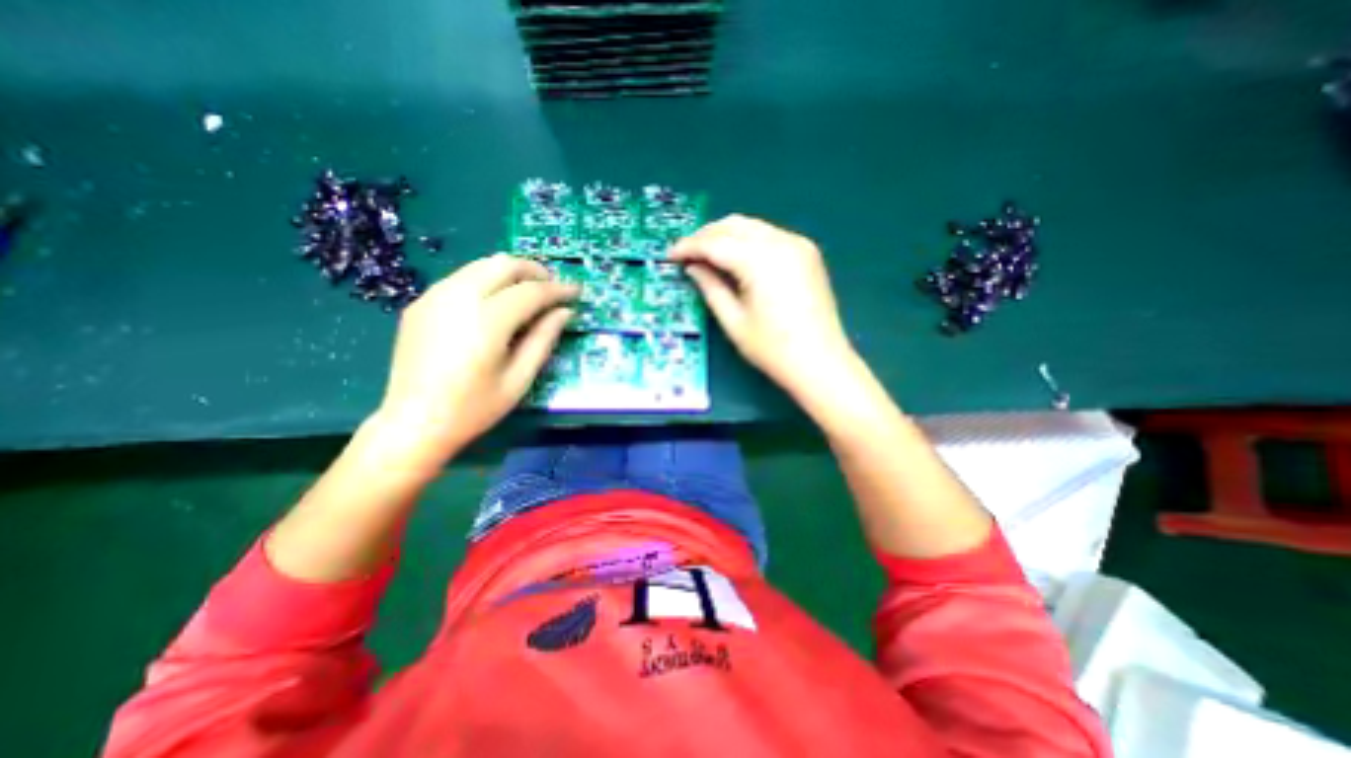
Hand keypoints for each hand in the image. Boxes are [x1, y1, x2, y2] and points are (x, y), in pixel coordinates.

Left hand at [370, 255, 577, 467]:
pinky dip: (487, 281)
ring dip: (511, 273)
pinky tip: (495, 303)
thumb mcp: (519, 379)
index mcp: (487, 321)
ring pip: (481, 265)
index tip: (577, 291)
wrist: (412, 423)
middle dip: (535, 271)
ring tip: (528, 293)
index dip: (558, 289)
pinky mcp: (421, 303)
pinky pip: (462, 278)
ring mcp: (434, 296)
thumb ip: (544, 339)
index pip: (531, 291)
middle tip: (553, 288)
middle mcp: (458, 297)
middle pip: (504, 264)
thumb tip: (565, 312)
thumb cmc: (474, 408)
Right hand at [674, 212, 852, 395]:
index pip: (716, 242)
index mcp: (761, 260)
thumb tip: (693, 267)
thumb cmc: (773, 349)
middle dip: (706, 236)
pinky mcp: (807, 253)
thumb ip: (710, 287)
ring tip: (707, 255)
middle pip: (734, 225)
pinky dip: (747, 241)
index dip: (689, 247)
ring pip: (752, 226)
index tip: (670, 255)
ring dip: (726, 236)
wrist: (821, 362)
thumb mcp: (733, 321)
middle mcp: (781, 242)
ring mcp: (798, 245)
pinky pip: (769, 235)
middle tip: (687, 254)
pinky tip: (736, 258)